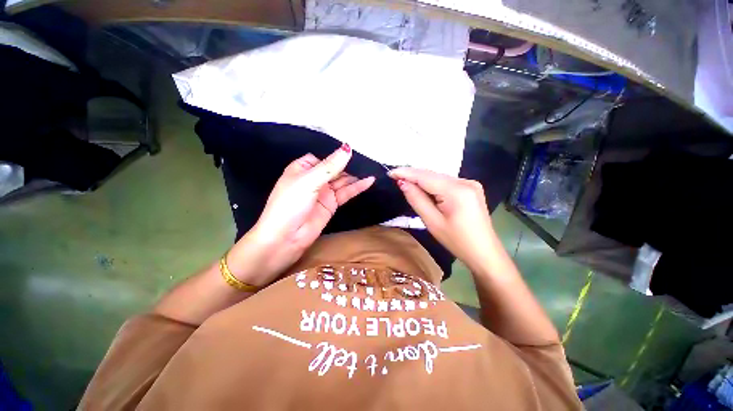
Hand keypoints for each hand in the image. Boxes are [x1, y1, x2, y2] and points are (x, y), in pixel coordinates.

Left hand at [229, 145, 374, 285]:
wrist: (286, 237)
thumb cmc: (291, 204)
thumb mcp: (309, 181)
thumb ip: (330, 166)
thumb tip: (347, 148)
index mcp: (302, 169)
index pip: (321, 158)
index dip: (334, 156)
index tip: (351, 152)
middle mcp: (313, 179)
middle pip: (334, 169)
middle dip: (347, 165)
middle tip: (366, 161)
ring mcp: (323, 192)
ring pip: (342, 181)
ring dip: (355, 177)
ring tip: (371, 170)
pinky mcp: (332, 204)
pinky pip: (346, 193)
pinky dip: (357, 188)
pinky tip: (369, 181)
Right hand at [388, 168, 495, 271]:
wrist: (484, 252)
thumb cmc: (457, 241)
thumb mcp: (432, 222)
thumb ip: (416, 199)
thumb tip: (403, 183)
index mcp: (456, 190)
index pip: (425, 176)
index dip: (406, 172)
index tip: (390, 172)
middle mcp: (465, 181)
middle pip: (433, 175)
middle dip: (413, 175)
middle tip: (395, 178)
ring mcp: (470, 183)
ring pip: (439, 178)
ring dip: (422, 180)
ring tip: (407, 184)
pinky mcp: (471, 188)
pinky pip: (446, 182)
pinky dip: (433, 185)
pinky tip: (425, 190)